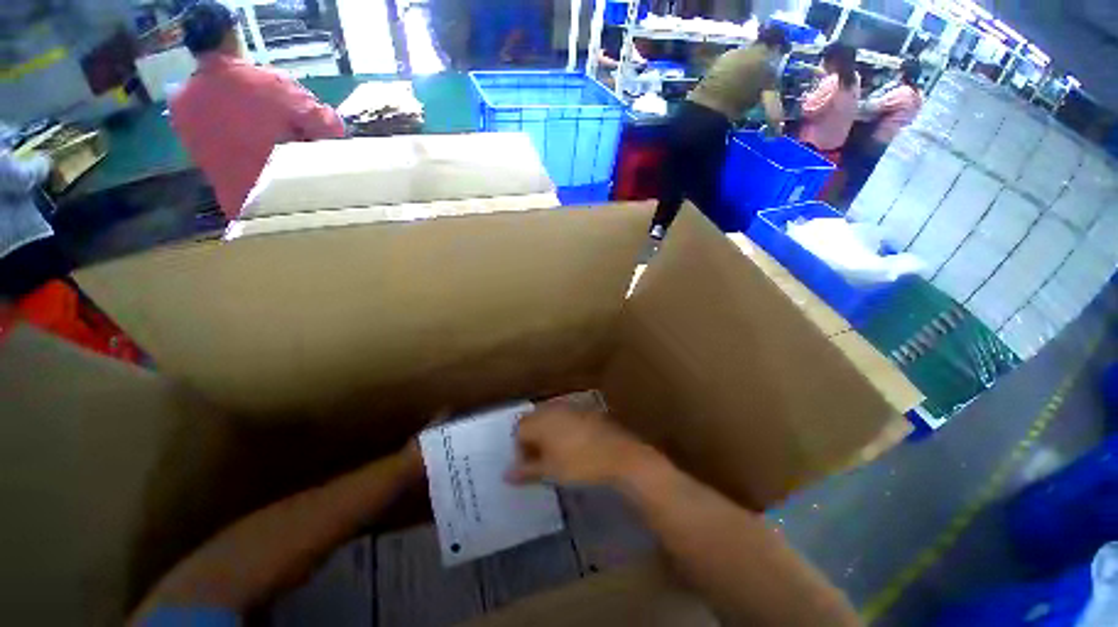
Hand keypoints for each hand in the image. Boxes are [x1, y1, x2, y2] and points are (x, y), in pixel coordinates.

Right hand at [505, 405, 652, 486]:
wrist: (619, 455)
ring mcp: (571, 407)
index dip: (519, 448)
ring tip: (554, 453)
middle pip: (533, 420)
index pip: (519, 429)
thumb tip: (506, 475)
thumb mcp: (551, 471)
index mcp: (541, 420)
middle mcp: (553, 408)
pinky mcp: (585, 410)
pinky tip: (572, 444)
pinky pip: (566, 416)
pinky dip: (562, 428)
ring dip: (547, 432)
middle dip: (532, 438)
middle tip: (538, 459)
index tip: (527, 465)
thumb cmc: (580, 464)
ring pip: (550, 416)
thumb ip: (527, 471)